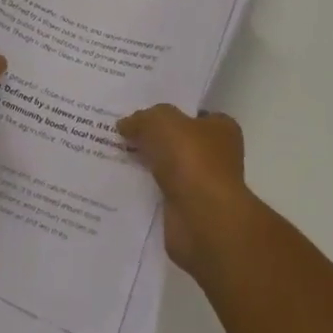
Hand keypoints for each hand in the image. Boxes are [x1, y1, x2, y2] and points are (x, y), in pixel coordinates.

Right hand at [117, 104, 251, 278]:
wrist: (202, 220)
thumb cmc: (192, 159)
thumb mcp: (162, 122)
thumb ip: (142, 118)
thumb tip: (125, 124)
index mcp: (221, 129)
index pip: (193, 114)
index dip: (168, 112)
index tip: (139, 113)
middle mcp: (216, 156)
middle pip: (177, 142)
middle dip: (151, 139)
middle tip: (118, 133)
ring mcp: (201, 187)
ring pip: (166, 169)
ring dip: (145, 166)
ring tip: (111, 156)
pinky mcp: (186, 212)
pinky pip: (158, 194)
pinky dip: (143, 191)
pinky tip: (118, 184)